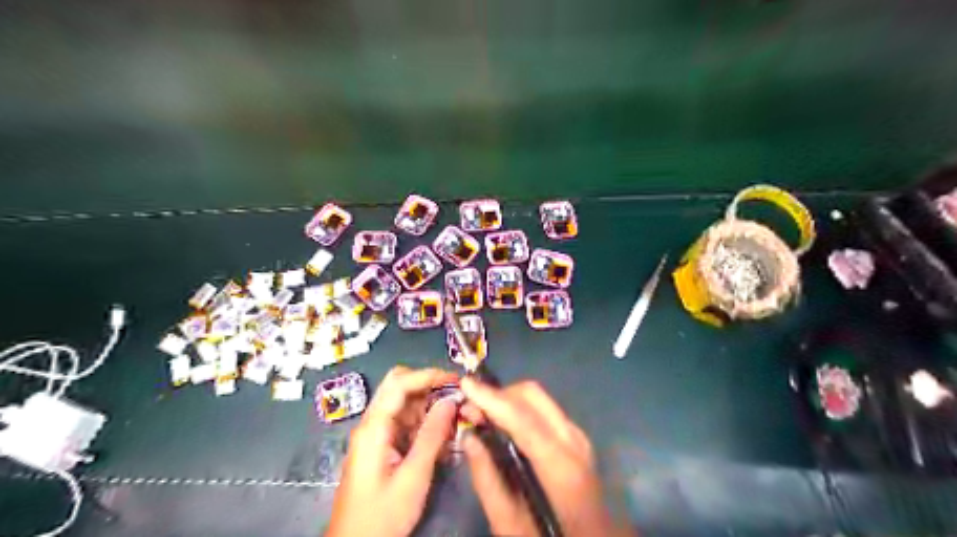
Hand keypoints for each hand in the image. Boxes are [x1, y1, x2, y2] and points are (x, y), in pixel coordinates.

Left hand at [327, 366, 460, 536]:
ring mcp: (376, 434)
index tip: (456, 380)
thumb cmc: (382, 514)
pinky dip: (424, 420)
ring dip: (429, 402)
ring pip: (404, 403)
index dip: (429, 375)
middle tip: (456, 395)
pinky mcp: (382, 445)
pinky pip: (405, 421)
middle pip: (398, 386)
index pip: (400, 384)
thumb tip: (451, 401)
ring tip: (455, 413)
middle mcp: (372, 423)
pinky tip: (442, 431)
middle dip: (428, 385)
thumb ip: (432, 436)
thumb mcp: (413, 477)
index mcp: (374, 427)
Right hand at [459, 378, 634, 536]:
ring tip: (482, 416)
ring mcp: (579, 436)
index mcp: (563, 468)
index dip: (492, 398)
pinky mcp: (576, 437)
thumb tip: (470, 437)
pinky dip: (520, 408)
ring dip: (508, 399)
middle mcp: (575, 441)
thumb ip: (489, 481)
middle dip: (499, 395)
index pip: (524, 420)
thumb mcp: (513, 527)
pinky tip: (504, 425)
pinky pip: (545, 410)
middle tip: (471, 409)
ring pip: (539, 399)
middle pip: (533, 396)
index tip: (465, 384)